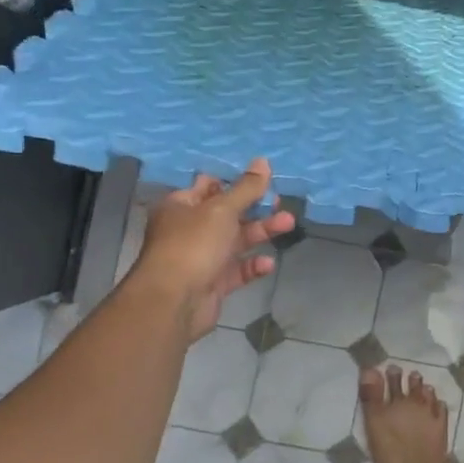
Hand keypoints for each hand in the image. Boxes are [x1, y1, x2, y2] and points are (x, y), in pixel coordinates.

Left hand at [131, 160, 294, 339]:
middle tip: (281, 202)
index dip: (235, 181)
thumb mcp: (222, 210)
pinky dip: (253, 265)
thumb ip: (246, 188)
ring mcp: (200, 257)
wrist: (174, 301)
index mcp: (181, 206)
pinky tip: (268, 263)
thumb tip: (263, 161)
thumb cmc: (193, 245)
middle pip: (227, 214)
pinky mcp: (212, 283)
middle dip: (256, 208)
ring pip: (236, 241)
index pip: (209, 186)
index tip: (263, 179)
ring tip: (288, 223)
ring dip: (261, 232)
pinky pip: (237, 270)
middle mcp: (188, 229)